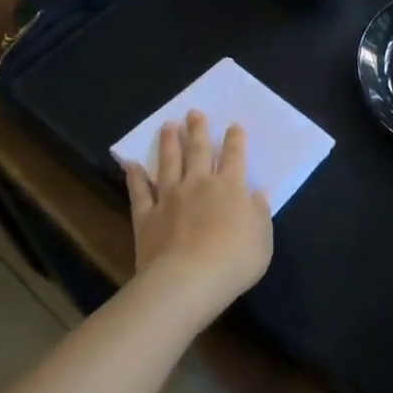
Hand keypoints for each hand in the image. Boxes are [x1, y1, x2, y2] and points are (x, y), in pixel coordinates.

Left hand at [125, 111, 272, 319]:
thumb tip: (259, 193)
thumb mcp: (262, 238)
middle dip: (198, 130)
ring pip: (169, 163)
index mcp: (231, 187)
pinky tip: (131, 164)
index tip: (234, 125)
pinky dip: (135, 177)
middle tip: (194, 112)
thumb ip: (260, 213)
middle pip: (199, 151)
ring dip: (169, 143)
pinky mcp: (147, 216)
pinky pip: (140, 192)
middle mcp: (199, 184)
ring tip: (168, 125)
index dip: (235, 140)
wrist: (188, 280)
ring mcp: (170, 198)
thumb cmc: (234, 260)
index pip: (235, 157)